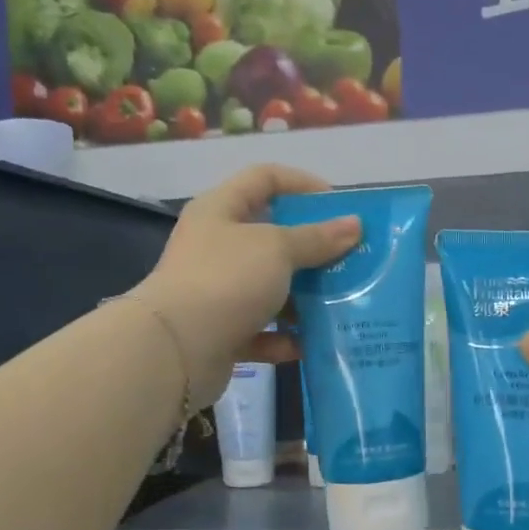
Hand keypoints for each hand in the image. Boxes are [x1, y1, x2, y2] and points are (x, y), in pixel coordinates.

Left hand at [138, 164, 359, 407]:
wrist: (174, 350)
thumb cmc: (226, 281)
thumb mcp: (277, 249)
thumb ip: (317, 238)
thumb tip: (355, 224)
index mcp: (220, 210)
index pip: (265, 178)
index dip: (303, 184)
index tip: (339, 205)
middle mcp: (215, 247)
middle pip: (271, 238)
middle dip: (312, 249)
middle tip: (350, 260)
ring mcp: (215, 291)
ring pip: (268, 288)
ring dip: (302, 298)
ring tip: (340, 305)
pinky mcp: (219, 332)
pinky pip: (259, 331)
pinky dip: (283, 338)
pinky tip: (308, 344)